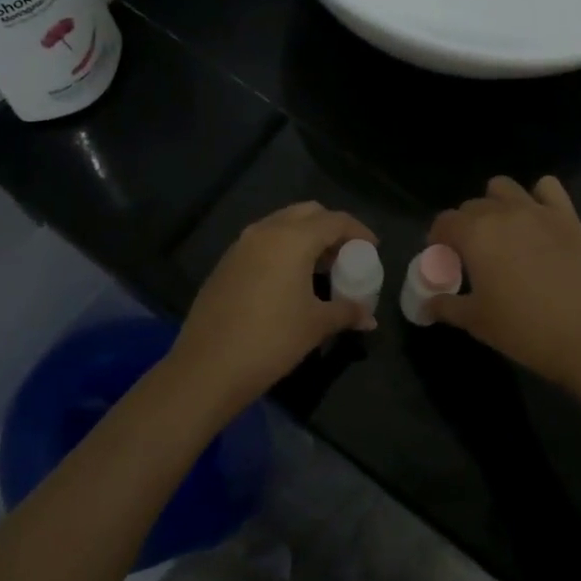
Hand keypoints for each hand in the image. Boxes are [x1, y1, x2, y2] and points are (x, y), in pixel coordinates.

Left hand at [168, 201, 377, 411]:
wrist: (207, 367)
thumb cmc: (271, 340)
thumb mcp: (316, 325)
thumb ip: (347, 312)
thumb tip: (369, 318)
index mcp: (292, 239)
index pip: (335, 220)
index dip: (358, 231)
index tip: (373, 248)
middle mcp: (265, 231)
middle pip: (307, 213)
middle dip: (330, 228)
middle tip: (345, 255)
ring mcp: (241, 245)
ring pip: (281, 225)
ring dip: (305, 237)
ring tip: (320, 268)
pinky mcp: (225, 263)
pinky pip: (262, 242)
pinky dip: (282, 249)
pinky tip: (288, 280)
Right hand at [428, 175, 580, 395]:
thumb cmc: (524, 330)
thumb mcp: (476, 321)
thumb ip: (446, 305)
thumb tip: (427, 304)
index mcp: (475, 234)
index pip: (444, 222)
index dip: (438, 240)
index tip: (444, 260)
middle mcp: (503, 212)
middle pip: (472, 205)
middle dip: (465, 226)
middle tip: (472, 256)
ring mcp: (538, 210)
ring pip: (504, 188)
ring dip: (496, 204)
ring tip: (502, 233)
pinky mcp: (568, 216)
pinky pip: (547, 188)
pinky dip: (538, 197)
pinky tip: (537, 220)